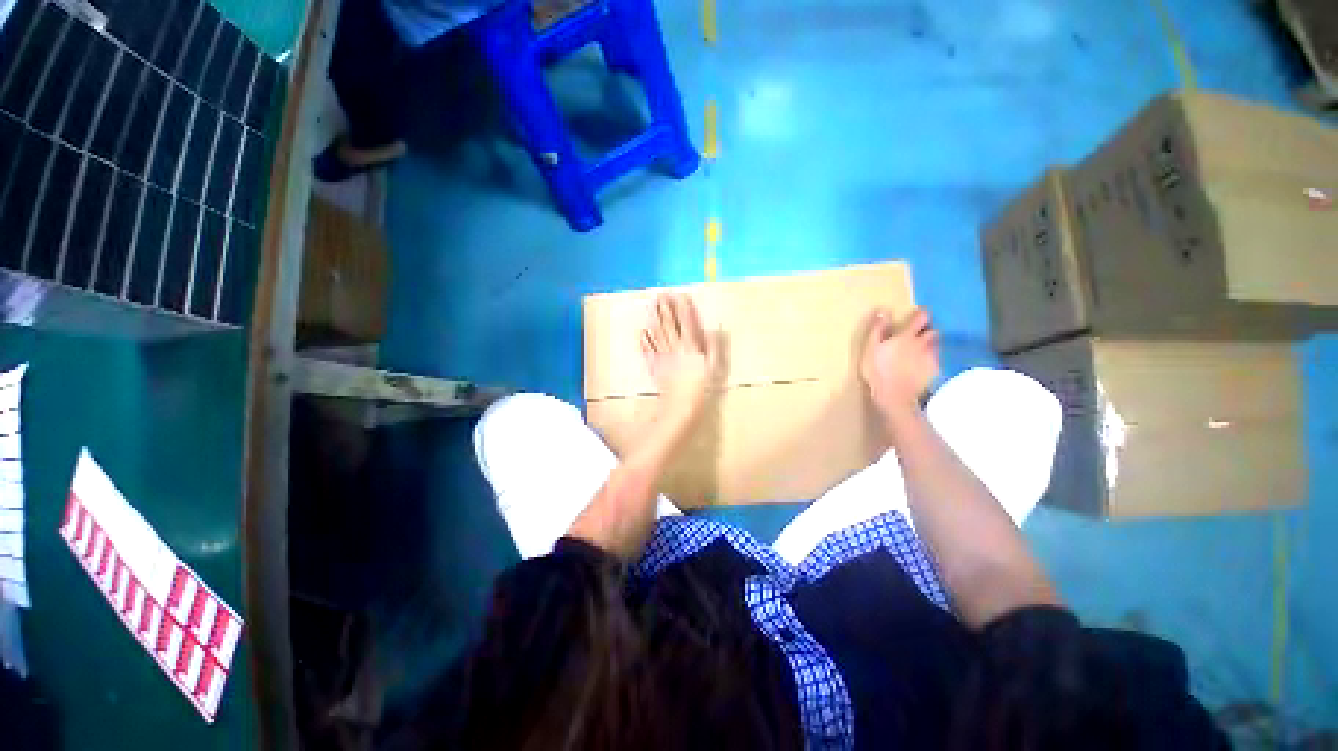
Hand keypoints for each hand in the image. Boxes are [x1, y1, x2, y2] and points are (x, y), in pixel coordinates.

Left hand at [641, 294, 712, 425]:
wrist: (681, 405)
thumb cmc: (701, 388)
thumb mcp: (713, 367)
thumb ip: (714, 347)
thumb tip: (714, 329)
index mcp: (690, 347)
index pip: (686, 323)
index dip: (683, 308)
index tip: (680, 295)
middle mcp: (675, 348)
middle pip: (669, 325)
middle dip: (665, 309)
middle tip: (661, 294)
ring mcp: (663, 356)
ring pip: (657, 333)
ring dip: (654, 318)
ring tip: (651, 305)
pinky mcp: (655, 366)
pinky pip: (648, 350)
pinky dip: (644, 340)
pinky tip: (641, 331)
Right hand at [860, 307, 939, 417]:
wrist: (893, 396)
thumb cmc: (877, 371)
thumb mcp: (870, 348)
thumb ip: (878, 329)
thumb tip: (884, 311)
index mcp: (906, 337)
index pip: (921, 318)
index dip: (922, 313)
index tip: (920, 313)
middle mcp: (923, 344)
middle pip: (933, 331)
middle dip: (928, 329)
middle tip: (920, 332)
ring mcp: (930, 358)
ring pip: (936, 345)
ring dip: (931, 343)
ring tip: (922, 347)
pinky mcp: (933, 371)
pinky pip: (936, 359)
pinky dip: (932, 357)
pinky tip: (924, 363)